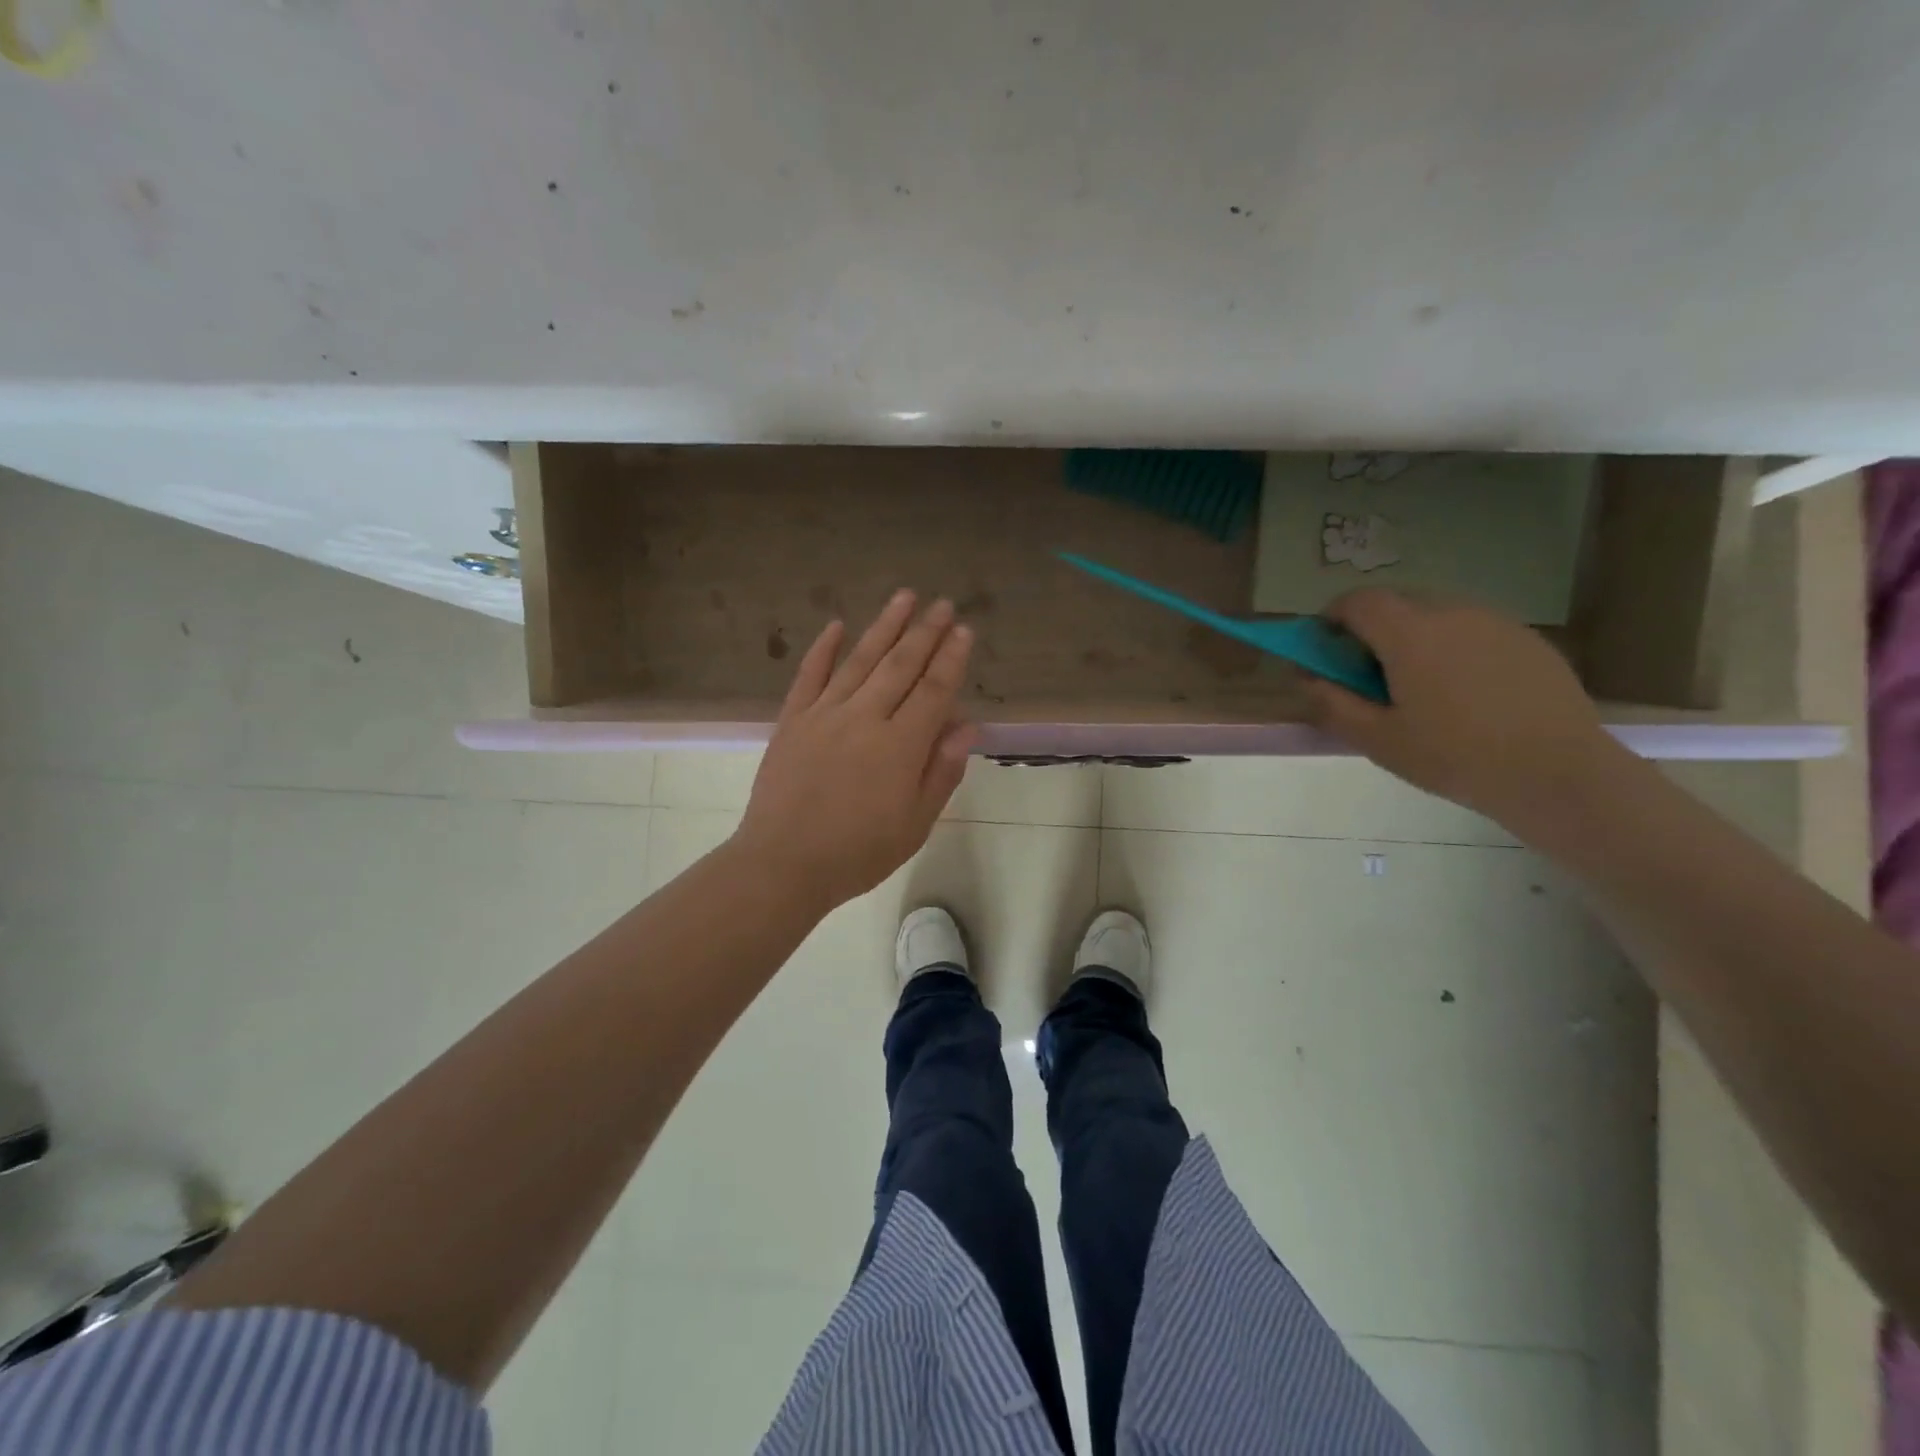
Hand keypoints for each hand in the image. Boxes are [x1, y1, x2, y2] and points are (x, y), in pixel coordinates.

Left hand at [731, 591, 977, 911]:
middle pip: (901, 666)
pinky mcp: (792, 720)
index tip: (963, 630)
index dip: (951, 658)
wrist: (783, 863)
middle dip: (924, 632)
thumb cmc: (858, 852)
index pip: (934, 690)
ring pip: (860, 660)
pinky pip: (809, 675)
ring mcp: (824, 714)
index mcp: (901, 745)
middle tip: (941, 603)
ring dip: (884, 627)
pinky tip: (836, 625)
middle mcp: (865, 718)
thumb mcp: (915, 824)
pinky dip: (823, 649)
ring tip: (903, 597)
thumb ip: (941, 772)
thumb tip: (966, 727)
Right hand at [1303, 590, 1617, 824]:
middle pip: (1397, 603)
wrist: (1557, 773)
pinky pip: (1472, 630)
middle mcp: (1451, 613)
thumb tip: (1306, 676)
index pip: (1358, 601)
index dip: (1332, 617)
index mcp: (1409, 634)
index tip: (1324, 647)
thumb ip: (1332, 702)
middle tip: (1366, 673)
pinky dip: (1451, 647)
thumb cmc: (1454, 757)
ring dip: (1412, 637)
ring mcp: (1495, 623)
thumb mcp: (1377, 739)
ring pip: (1437, 614)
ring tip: (1417, 686)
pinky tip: (1463, 694)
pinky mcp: (1526, 640)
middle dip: (1371, 628)